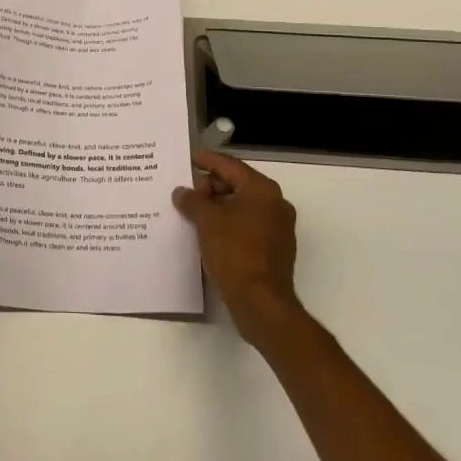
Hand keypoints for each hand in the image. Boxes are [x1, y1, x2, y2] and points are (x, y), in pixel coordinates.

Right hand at [174, 150, 303, 347]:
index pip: (229, 165)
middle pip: (237, 184)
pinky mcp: (275, 249)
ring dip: (217, 206)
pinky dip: (228, 223)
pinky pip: (246, 225)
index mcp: (262, 190)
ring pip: (242, 206)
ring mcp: (278, 227)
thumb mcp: (206, 221)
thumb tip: (182, 192)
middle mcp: (275, 203)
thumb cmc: (234, 252)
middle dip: (210, 186)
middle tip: (185, 192)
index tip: (188, 158)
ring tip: (192, 212)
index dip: (207, 160)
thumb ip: (192, 200)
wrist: (261, 302)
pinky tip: (207, 232)